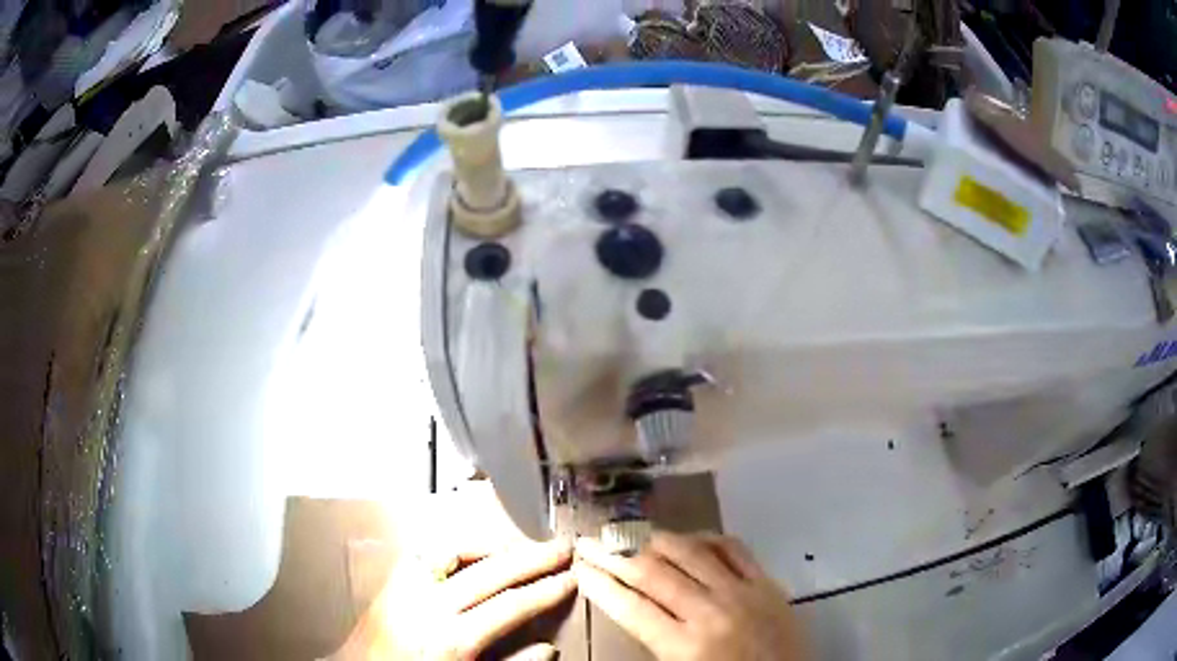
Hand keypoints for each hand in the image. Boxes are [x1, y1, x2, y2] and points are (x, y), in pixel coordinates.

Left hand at [344, 539, 575, 659]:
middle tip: (561, 547)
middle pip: (489, 572)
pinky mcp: (391, 583)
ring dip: (493, 547)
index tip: (570, 579)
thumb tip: (548, 648)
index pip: (510, 605)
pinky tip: (471, 551)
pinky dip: (453, 548)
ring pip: (455, 552)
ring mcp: (406, 589)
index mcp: (452, 639)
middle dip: (530, 558)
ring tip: (521, 547)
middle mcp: (429, 607)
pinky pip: (425, 554)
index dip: (544, 591)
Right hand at [574, 532, 808, 660]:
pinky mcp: (767, 583)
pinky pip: (734, 549)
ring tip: (632, 535)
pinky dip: (708, 538)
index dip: (601, 585)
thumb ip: (655, 643)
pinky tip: (691, 538)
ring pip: (691, 553)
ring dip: (656, 541)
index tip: (580, 569)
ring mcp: (742, 592)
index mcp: (685, 646)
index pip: (631, 608)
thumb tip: (630, 609)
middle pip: (653, 575)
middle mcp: (710, 611)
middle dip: (614, 558)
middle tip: (590, 543)